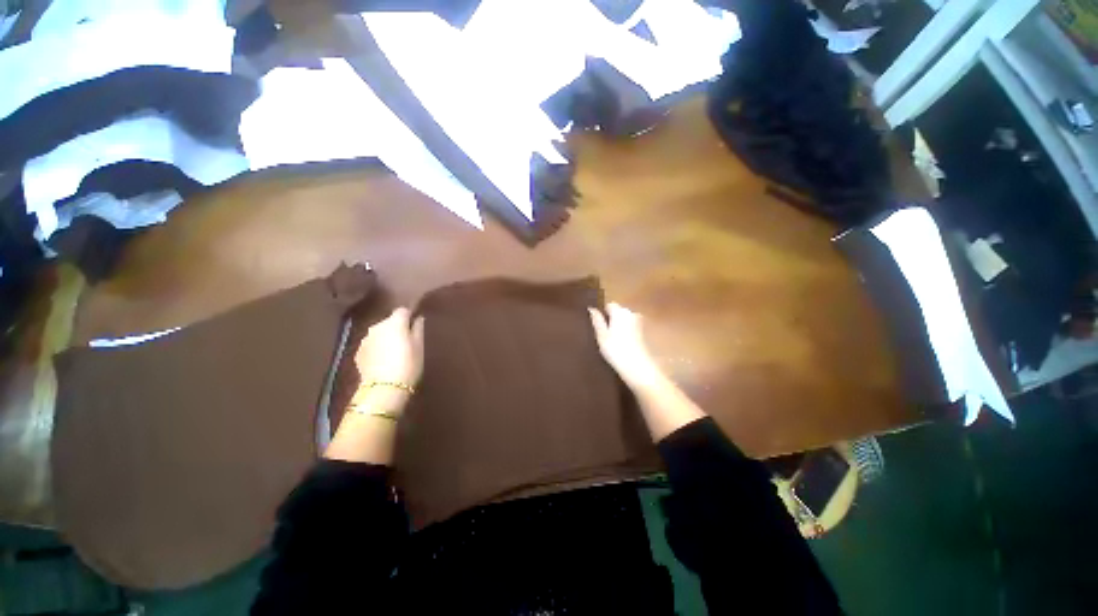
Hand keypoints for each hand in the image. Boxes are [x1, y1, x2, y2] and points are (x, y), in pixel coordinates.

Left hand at [355, 307, 424, 388]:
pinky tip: (383, 360)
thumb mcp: (419, 346)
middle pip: (389, 321)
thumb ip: (418, 328)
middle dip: (397, 327)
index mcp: (394, 322)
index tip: (415, 324)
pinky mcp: (358, 352)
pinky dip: (377, 348)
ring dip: (386, 338)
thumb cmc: (408, 364)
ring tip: (394, 352)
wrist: (384, 388)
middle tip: (407, 341)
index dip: (409, 315)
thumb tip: (418, 318)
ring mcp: (365, 339)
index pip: (402, 310)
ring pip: (379, 333)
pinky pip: (371, 344)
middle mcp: (377, 326)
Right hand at [590, 303, 705, 440]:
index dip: (602, 313)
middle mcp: (631, 313)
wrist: (638, 368)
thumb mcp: (601, 335)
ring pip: (625, 320)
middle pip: (618, 312)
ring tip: (611, 340)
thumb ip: (597, 320)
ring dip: (619, 327)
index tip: (597, 325)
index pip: (609, 305)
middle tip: (603, 334)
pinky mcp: (643, 334)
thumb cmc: (616, 350)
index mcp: (620, 311)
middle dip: (611, 319)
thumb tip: (591, 308)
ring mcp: (639, 323)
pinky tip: (621, 344)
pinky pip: (630, 328)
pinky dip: (625, 333)